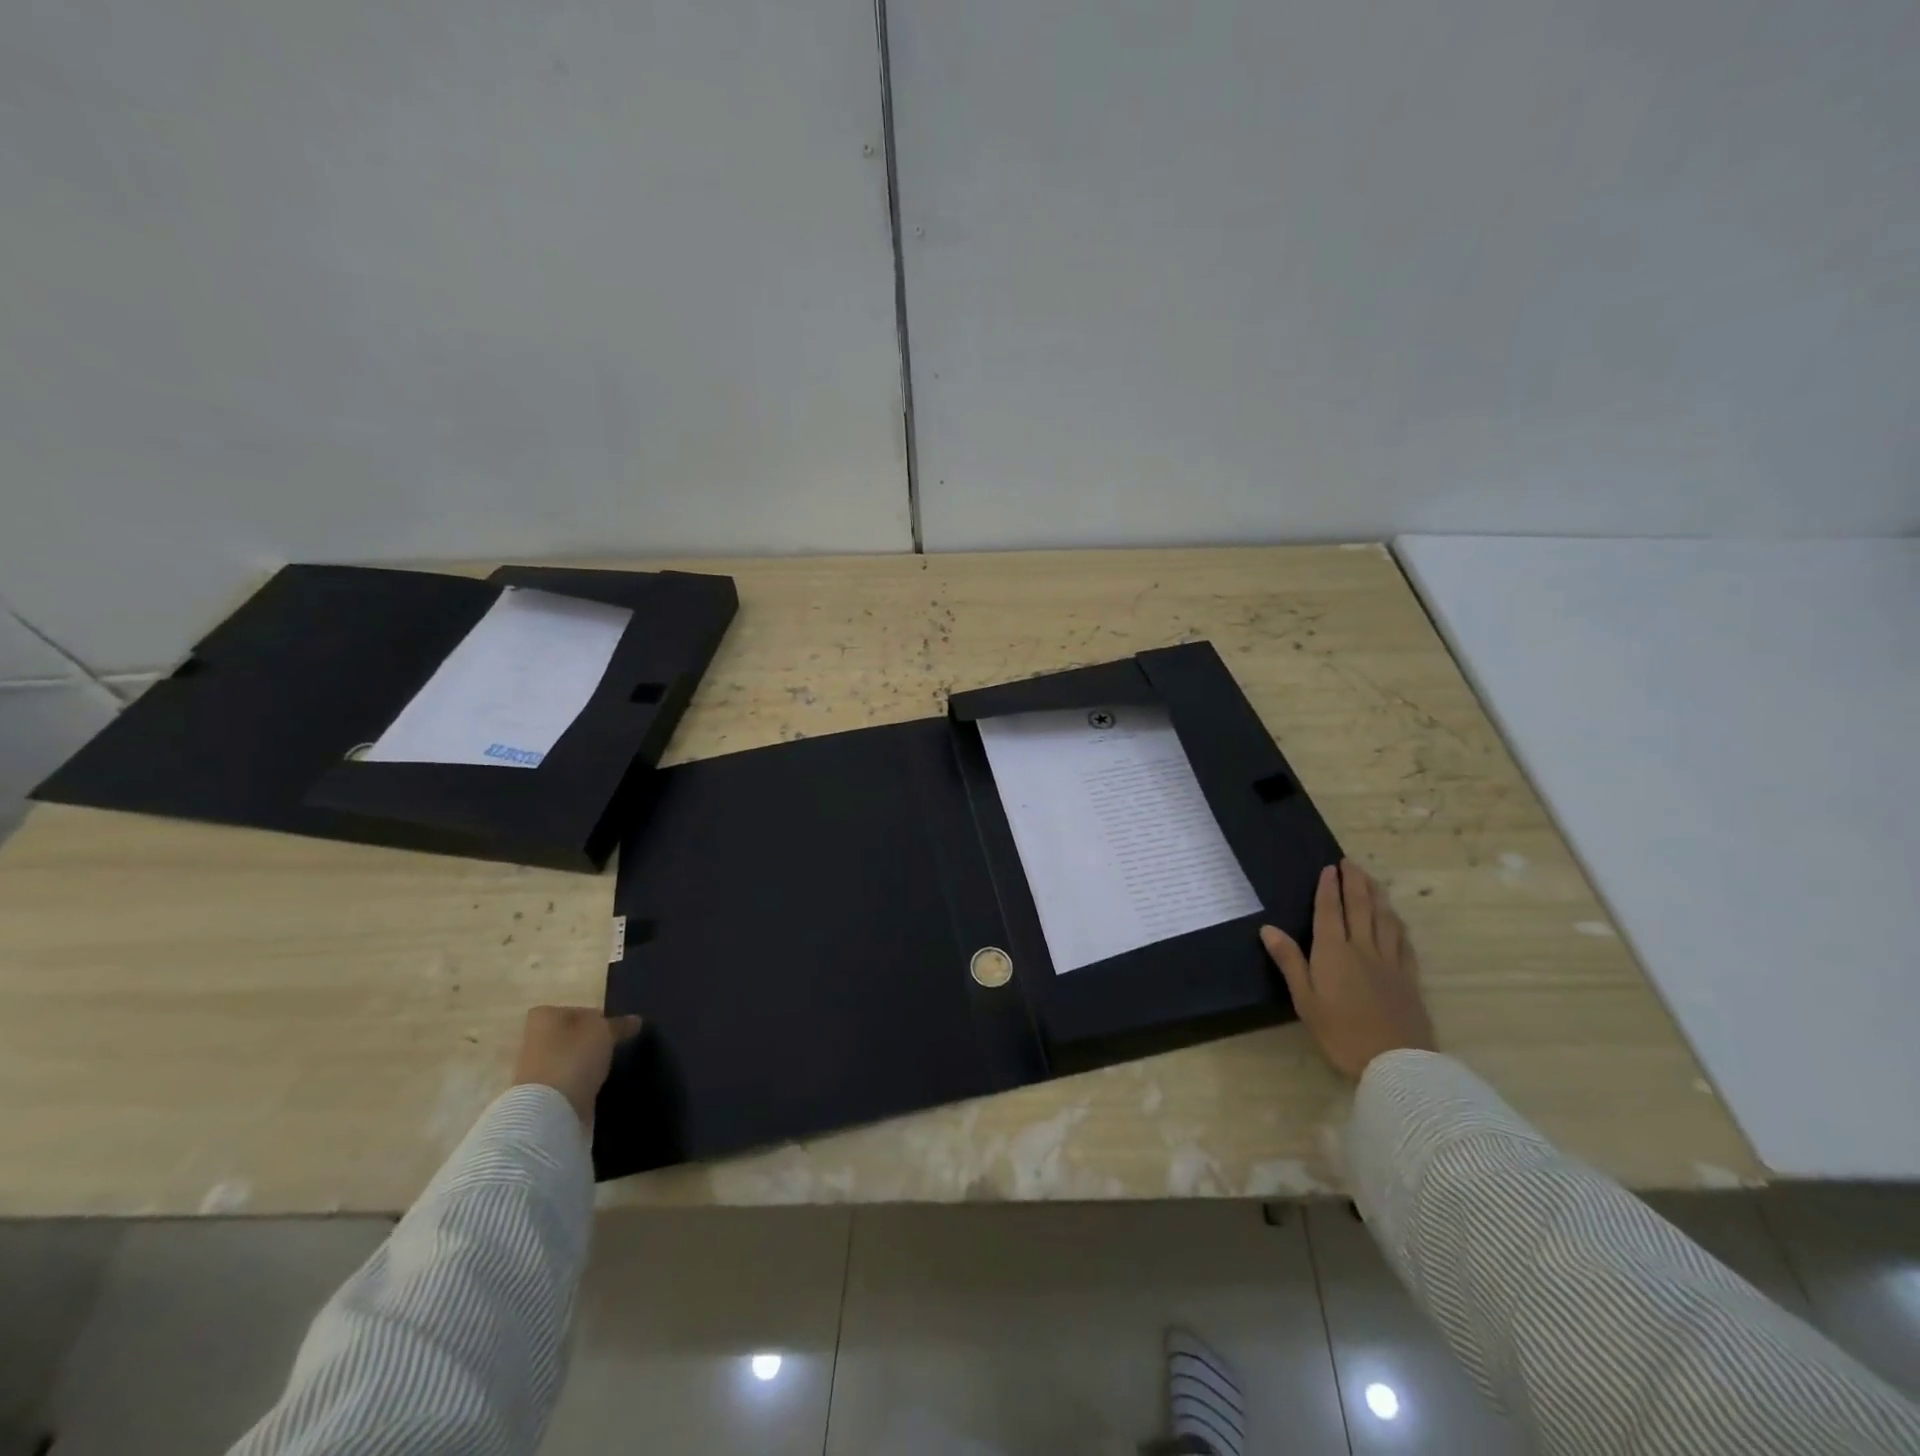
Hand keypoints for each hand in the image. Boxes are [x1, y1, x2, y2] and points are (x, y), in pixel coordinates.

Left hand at [511, 1006, 643, 1126]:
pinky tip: (595, 1085)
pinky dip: (580, 1082)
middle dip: (589, 1041)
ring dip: (585, 1063)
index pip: (577, 1010)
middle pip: (571, 1035)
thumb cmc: (573, 1057)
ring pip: (569, 1059)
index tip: (613, 1029)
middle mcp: (535, 1040)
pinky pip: (567, 1081)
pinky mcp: (541, 1095)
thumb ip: (619, 1024)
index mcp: (544, 1017)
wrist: (548, 1110)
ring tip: (607, 1067)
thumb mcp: (605, 1032)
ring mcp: (535, 1070)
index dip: (597, 1017)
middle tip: (613, 1046)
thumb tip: (635, 1020)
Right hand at [1260, 860, 1435, 1079]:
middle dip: (1355, 883)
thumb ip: (1290, 962)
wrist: (1397, 1063)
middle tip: (1351, 862)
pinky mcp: (1408, 978)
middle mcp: (1362, 949)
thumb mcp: (1305, 1000)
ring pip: (1384, 920)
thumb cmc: (1341, 1033)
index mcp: (1333, 952)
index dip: (1329, 888)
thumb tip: (1268, 929)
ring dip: (1377, 896)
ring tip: (1372, 881)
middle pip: (1360, 908)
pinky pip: (1403, 942)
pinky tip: (1396, 920)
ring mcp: (1389, 962)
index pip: (1330, 911)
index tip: (1330, 868)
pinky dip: (1397, 925)